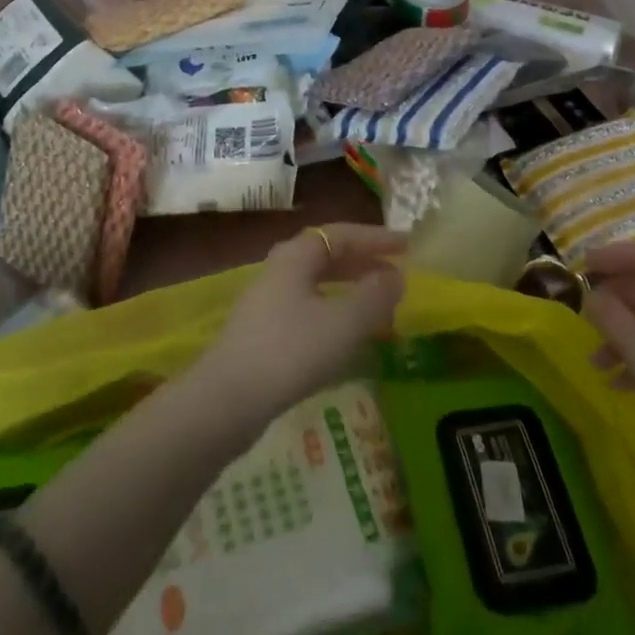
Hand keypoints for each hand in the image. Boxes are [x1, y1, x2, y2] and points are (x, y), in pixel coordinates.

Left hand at [196, 225, 404, 421]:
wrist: (226, 401)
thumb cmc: (291, 351)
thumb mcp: (344, 323)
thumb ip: (375, 296)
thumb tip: (397, 276)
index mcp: (296, 256)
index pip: (342, 233)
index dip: (376, 238)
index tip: (407, 245)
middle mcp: (279, 269)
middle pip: (327, 255)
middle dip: (363, 262)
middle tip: (396, 274)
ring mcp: (267, 301)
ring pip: (317, 283)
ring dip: (349, 288)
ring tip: (378, 304)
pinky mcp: (262, 332)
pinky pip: (307, 308)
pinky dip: (334, 311)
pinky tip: (347, 336)